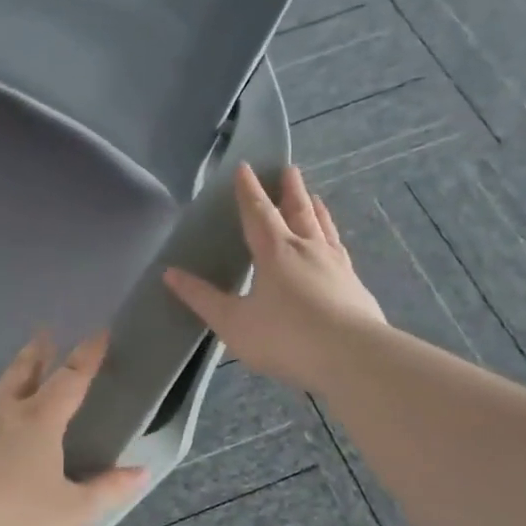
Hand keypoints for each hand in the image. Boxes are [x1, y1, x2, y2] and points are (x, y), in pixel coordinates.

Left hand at [0, 333, 146, 525]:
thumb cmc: (15, 516)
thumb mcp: (73, 512)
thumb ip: (108, 491)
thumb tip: (141, 472)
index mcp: (39, 421)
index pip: (70, 379)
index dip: (88, 356)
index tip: (99, 332)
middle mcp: (4, 414)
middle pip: (23, 372)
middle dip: (38, 352)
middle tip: (44, 333)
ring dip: (8, 380)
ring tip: (12, 380)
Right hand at [164, 163, 385, 390]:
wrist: (352, 357)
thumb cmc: (285, 337)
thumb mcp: (233, 322)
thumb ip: (203, 298)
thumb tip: (170, 274)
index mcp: (274, 252)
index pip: (257, 212)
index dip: (248, 190)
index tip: (245, 168)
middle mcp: (306, 249)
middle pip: (297, 211)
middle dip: (289, 191)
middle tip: (289, 170)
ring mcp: (335, 265)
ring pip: (323, 228)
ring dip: (315, 209)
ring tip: (315, 197)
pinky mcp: (354, 285)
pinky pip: (340, 250)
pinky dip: (333, 238)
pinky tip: (335, 245)